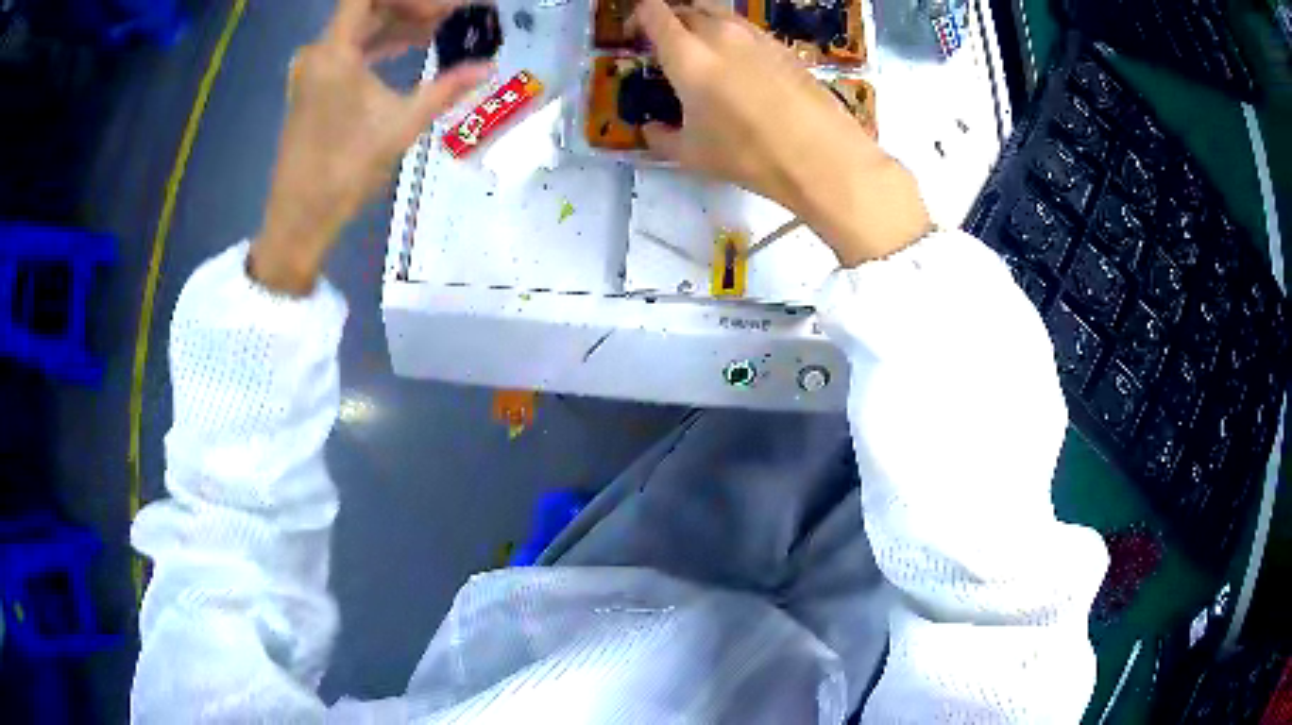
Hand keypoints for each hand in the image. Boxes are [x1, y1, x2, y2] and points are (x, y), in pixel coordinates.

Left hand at [251, 0, 491, 294]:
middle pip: (367, 9)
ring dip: (398, 25)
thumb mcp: (401, 125)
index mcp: (334, 52)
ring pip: (360, 29)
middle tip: (453, 15)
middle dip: (411, 8)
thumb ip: (445, 88)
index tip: (444, 9)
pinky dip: (379, 44)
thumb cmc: (345, 170)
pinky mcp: (313, 88)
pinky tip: (409, 47)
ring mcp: (313, 70)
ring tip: (440, 28)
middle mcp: (319, 52)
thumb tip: (488, 68)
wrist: (299, 218)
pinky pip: (349, 51)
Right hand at [631, 0, 930, 264]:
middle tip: (668, 43)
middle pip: (687, 7)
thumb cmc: (748, 155)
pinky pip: (749, 31)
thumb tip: (651, 130)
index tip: (635, 33)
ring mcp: (757, 37)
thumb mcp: (692, 154)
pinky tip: (742, 67)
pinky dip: (735, 39)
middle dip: (671, 19)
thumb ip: (662, 138)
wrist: (821, 156)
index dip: (639, 16)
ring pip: (720, 14)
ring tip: (705, 52)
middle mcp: (720, 33)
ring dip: (704, 25)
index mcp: (687, 54)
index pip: (654, 12)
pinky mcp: (785, 48)